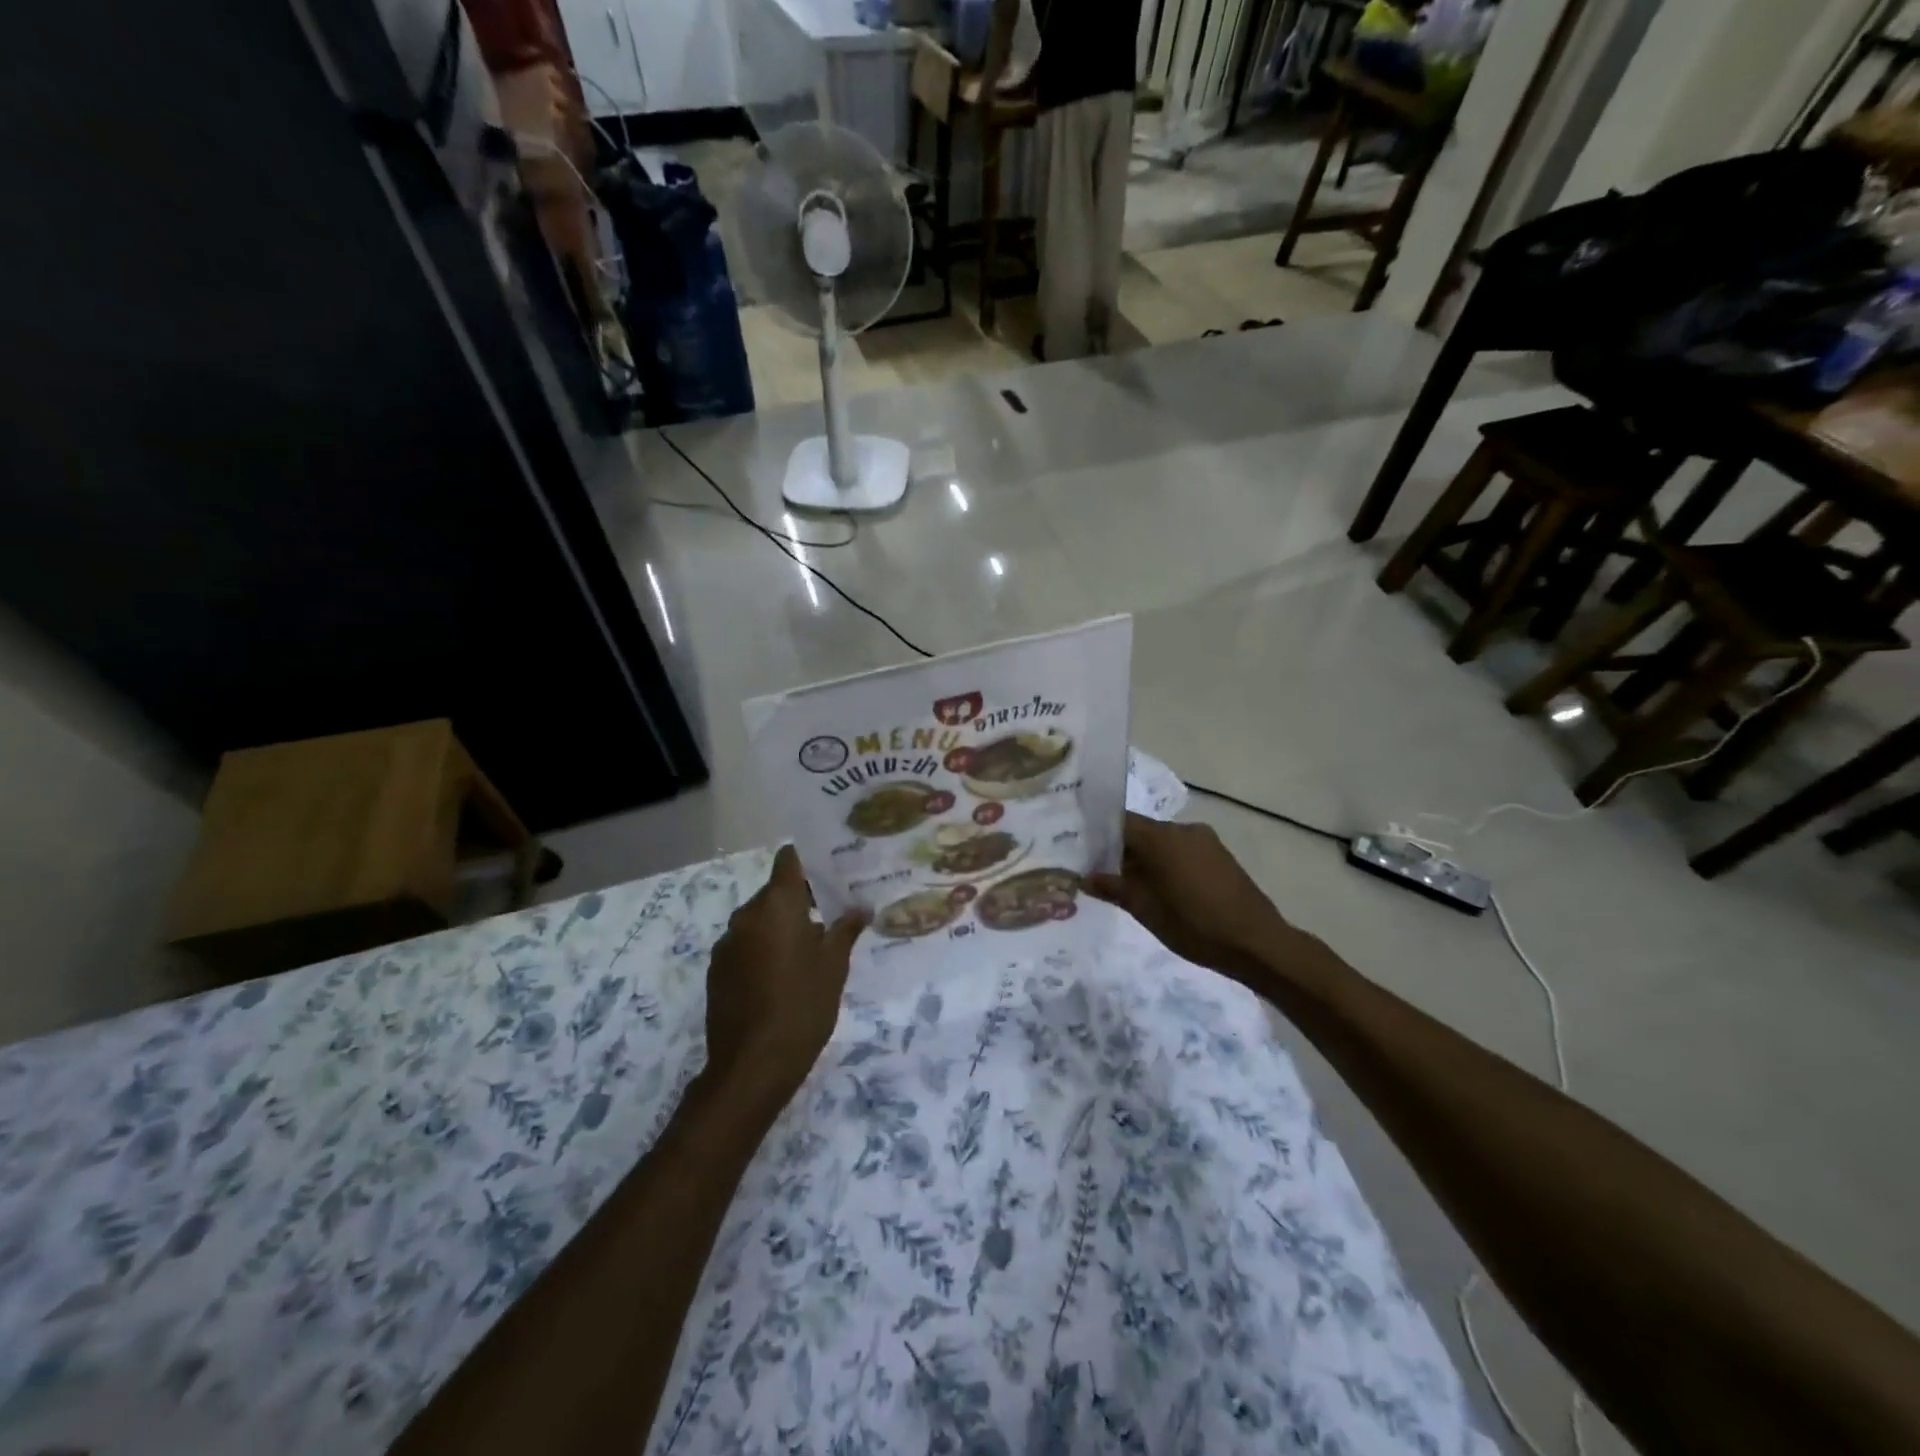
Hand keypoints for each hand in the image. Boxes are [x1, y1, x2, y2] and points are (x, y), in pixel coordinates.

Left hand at [705, 846, 866, 1102]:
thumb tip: (861, 907)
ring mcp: (727, 943)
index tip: (828, 867)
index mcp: (777, 905)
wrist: (752, 1065)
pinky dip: (762, 948)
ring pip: (758, 920)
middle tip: (829, 914)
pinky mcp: (716, 970)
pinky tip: (780, 975)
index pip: (788, 861)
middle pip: (774, 892)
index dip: (806, 859)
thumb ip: (846, 930)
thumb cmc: (803, 1006)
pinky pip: (744, 944)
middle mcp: (747, 915)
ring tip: (807, 949)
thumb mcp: (834, 967)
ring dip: (779, 926)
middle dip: (799, 899)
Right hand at [1086, 813, 1306, 984]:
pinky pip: (1182, 851)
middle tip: (1101, 873)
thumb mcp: (1145, 909)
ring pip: (1163, 842)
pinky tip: (1163, 890)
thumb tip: (1085, 877)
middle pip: (1141, 831)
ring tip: (1131, 886)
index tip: (1082, 850)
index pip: (1119, 822)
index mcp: (1161, 836)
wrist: (1257, 943)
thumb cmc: (1194, 925)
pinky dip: (1167, 864)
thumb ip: (1113, 888)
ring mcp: (1205, 841)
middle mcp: (1183, 829)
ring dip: (1145, 859)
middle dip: (1120, 850)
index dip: (1098, 834)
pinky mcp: (1219, 855)